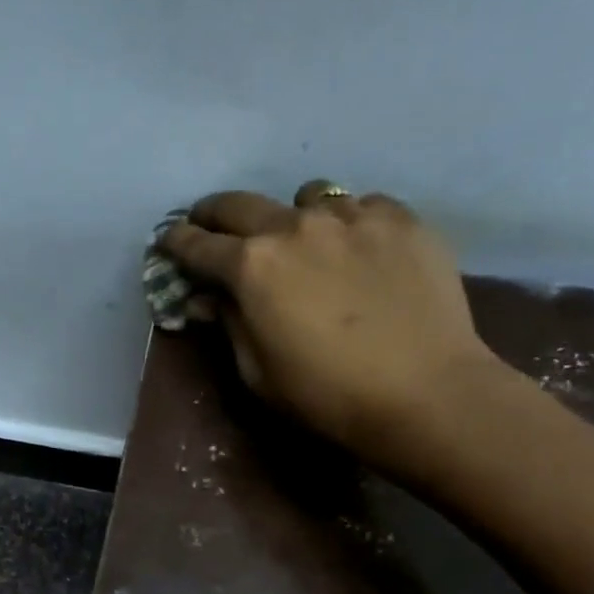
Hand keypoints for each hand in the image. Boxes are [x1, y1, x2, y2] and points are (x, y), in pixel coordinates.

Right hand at [160, 180, 502, 469]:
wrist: (425, 392)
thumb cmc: (325, 395)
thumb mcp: (257, 372)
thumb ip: (228, 324)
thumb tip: (206, 299)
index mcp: (251, 267)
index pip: (197, 245)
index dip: (176, 243)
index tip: (169, 241)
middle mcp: (295, 227)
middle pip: (240, 204)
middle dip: (215, 214)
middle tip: (210, 224)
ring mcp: (352, 215)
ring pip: (306, 197)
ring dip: (291, 216)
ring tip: (303, 240)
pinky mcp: (401, 218)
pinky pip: (362, 206)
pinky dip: (349, 223)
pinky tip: (359, 249)